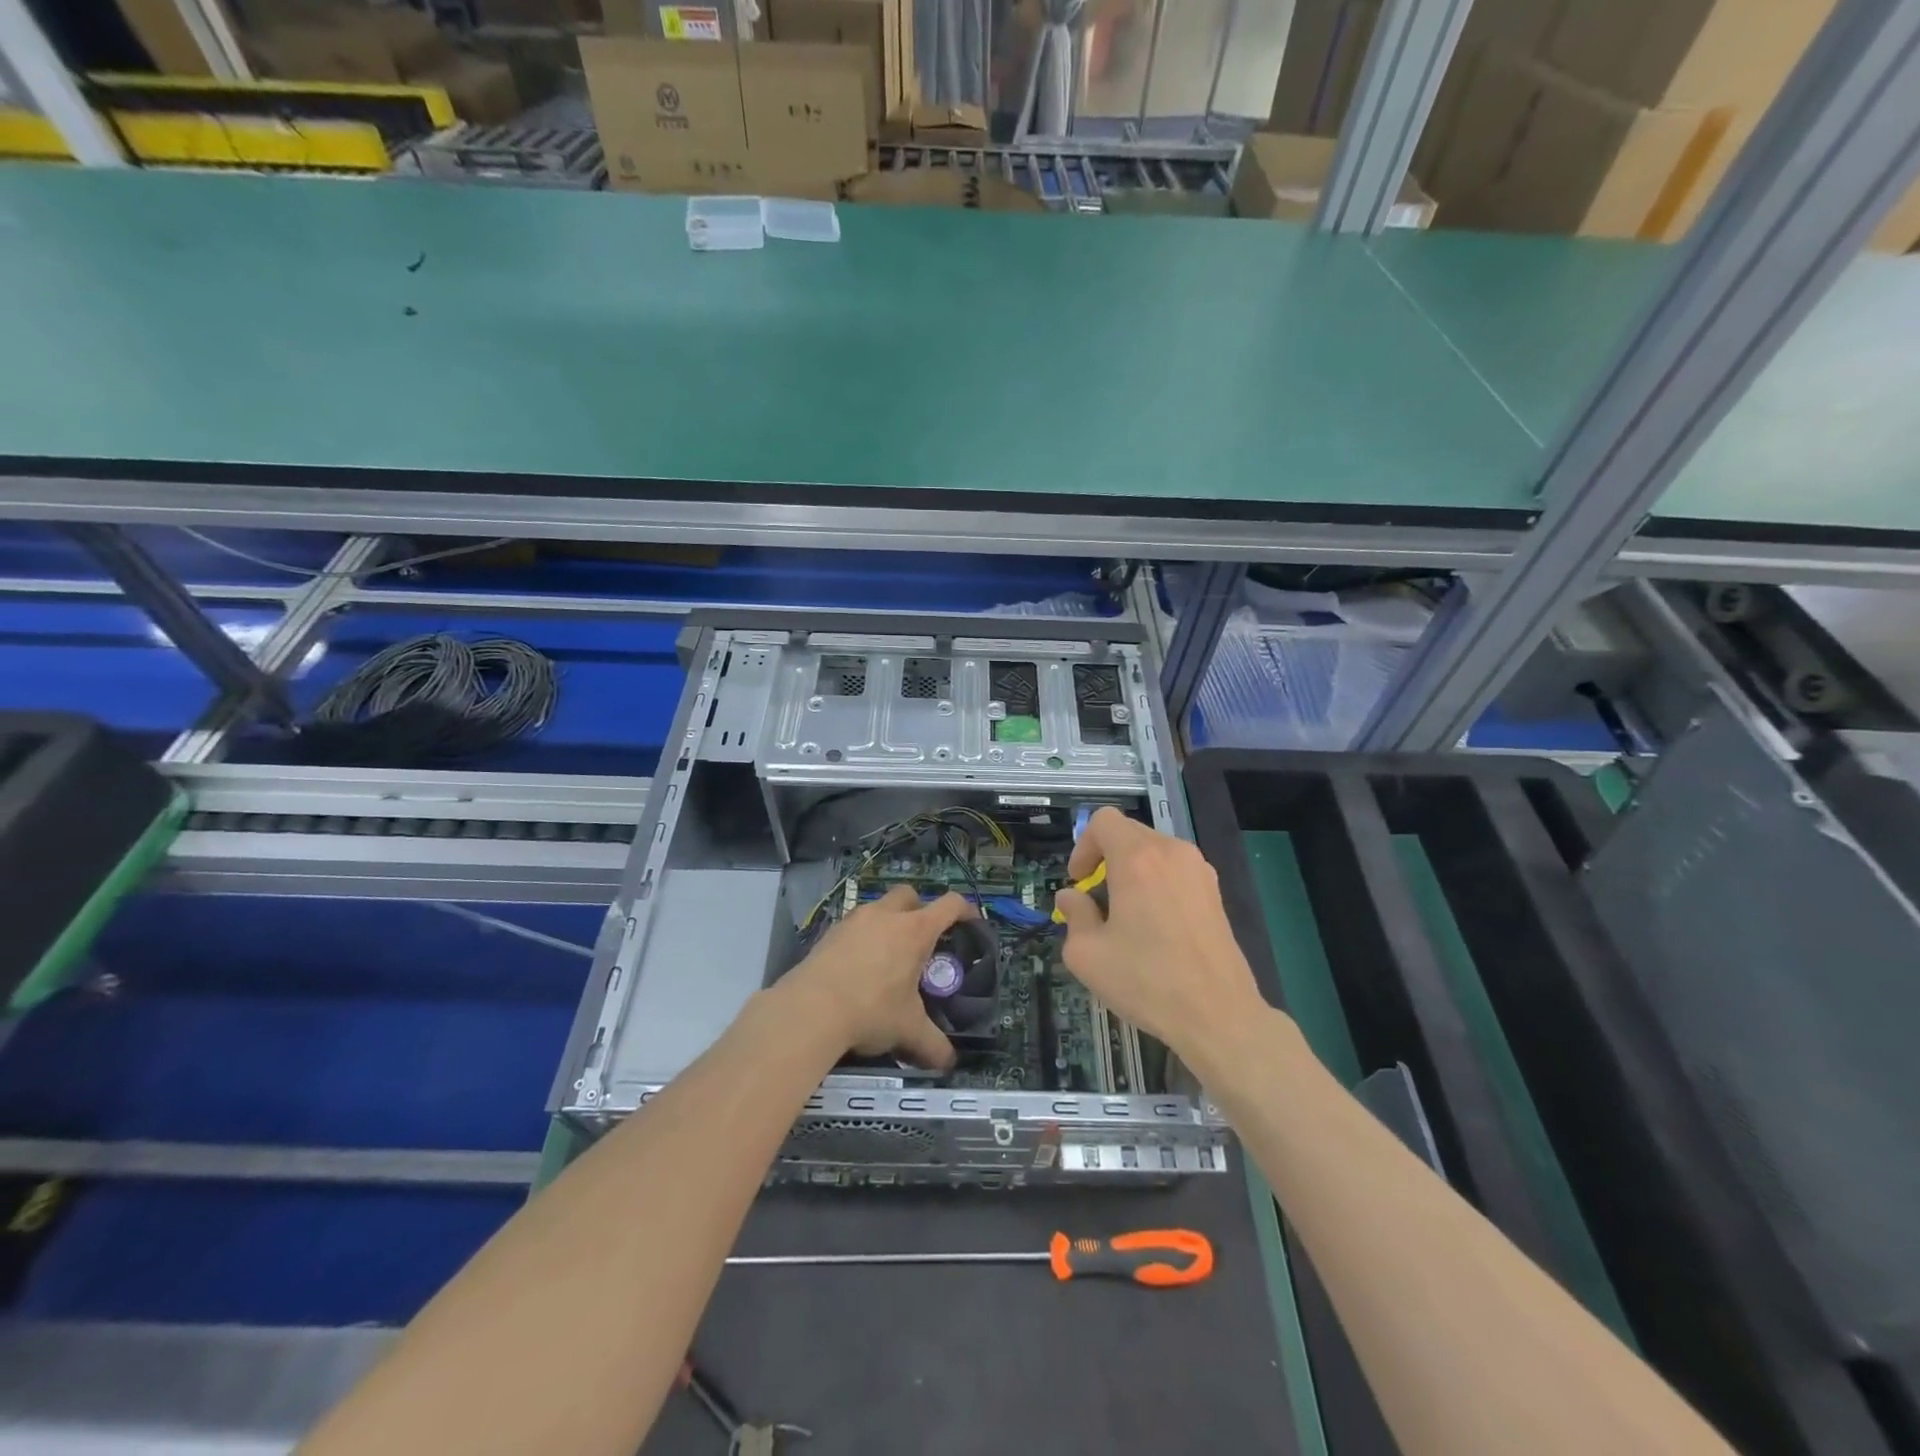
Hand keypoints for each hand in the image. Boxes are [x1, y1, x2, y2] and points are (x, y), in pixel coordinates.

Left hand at [785, 885, 972, 1069]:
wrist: (810, 1009)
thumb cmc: (871, 1011)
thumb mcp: (908, 1030)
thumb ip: (933, 1045)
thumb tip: (949, 1063)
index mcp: (914, 931)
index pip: (949, 905)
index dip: (965, 910)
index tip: (971, 922)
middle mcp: (886, 916)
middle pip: (909, 895)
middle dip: (919, 908)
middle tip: (922, 938)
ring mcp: (854, 920)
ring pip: (879, 907)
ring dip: (888, 922)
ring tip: (888, 956)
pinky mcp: (830, 932)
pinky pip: (854, 925)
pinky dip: (863, 937)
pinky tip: (859, 967)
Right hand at [1054, 808, 1269, 1058]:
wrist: (1218, 1015)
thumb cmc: (1147, 981)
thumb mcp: (1087, 954)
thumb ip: (1074, 915)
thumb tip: (1072, 898)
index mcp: (1137, 859)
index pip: (1103, 820)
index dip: (1083, 846)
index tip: (1080, 882)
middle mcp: (1171, 852)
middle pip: (1129, 833)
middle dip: (1106, 859)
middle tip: (1097, 900)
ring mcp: (1199, 871)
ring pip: (1154, 852)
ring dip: (1133, 871)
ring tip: (1127, 915)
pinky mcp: (1215, 893)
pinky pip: (1176, 871)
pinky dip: (1158, 884)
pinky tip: (1157, 926)